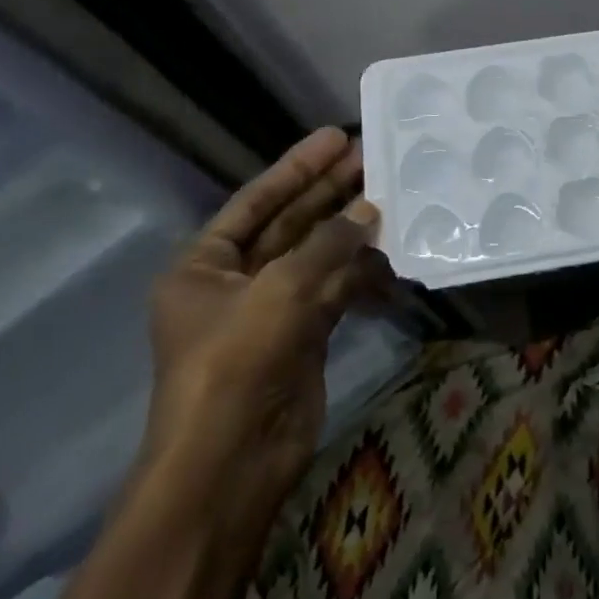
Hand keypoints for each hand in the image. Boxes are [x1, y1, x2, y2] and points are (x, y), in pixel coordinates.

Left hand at [139, 127, 384, 520]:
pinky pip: (336, 292)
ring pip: (319, 257)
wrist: (233, 461)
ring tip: (394, 201)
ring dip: (353, 233)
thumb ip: (328, 243)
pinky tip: (392, 260)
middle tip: (374, 157)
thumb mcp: (280, 289)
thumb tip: (369, 209)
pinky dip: (362, 276)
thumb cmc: (238, 361)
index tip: (337, 137)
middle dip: (331, 192)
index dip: (298, 167)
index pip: (256, 201)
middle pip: (291, 224)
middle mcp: (236, 283)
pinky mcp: (303, 337)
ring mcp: (272, 311)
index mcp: (204, 265)